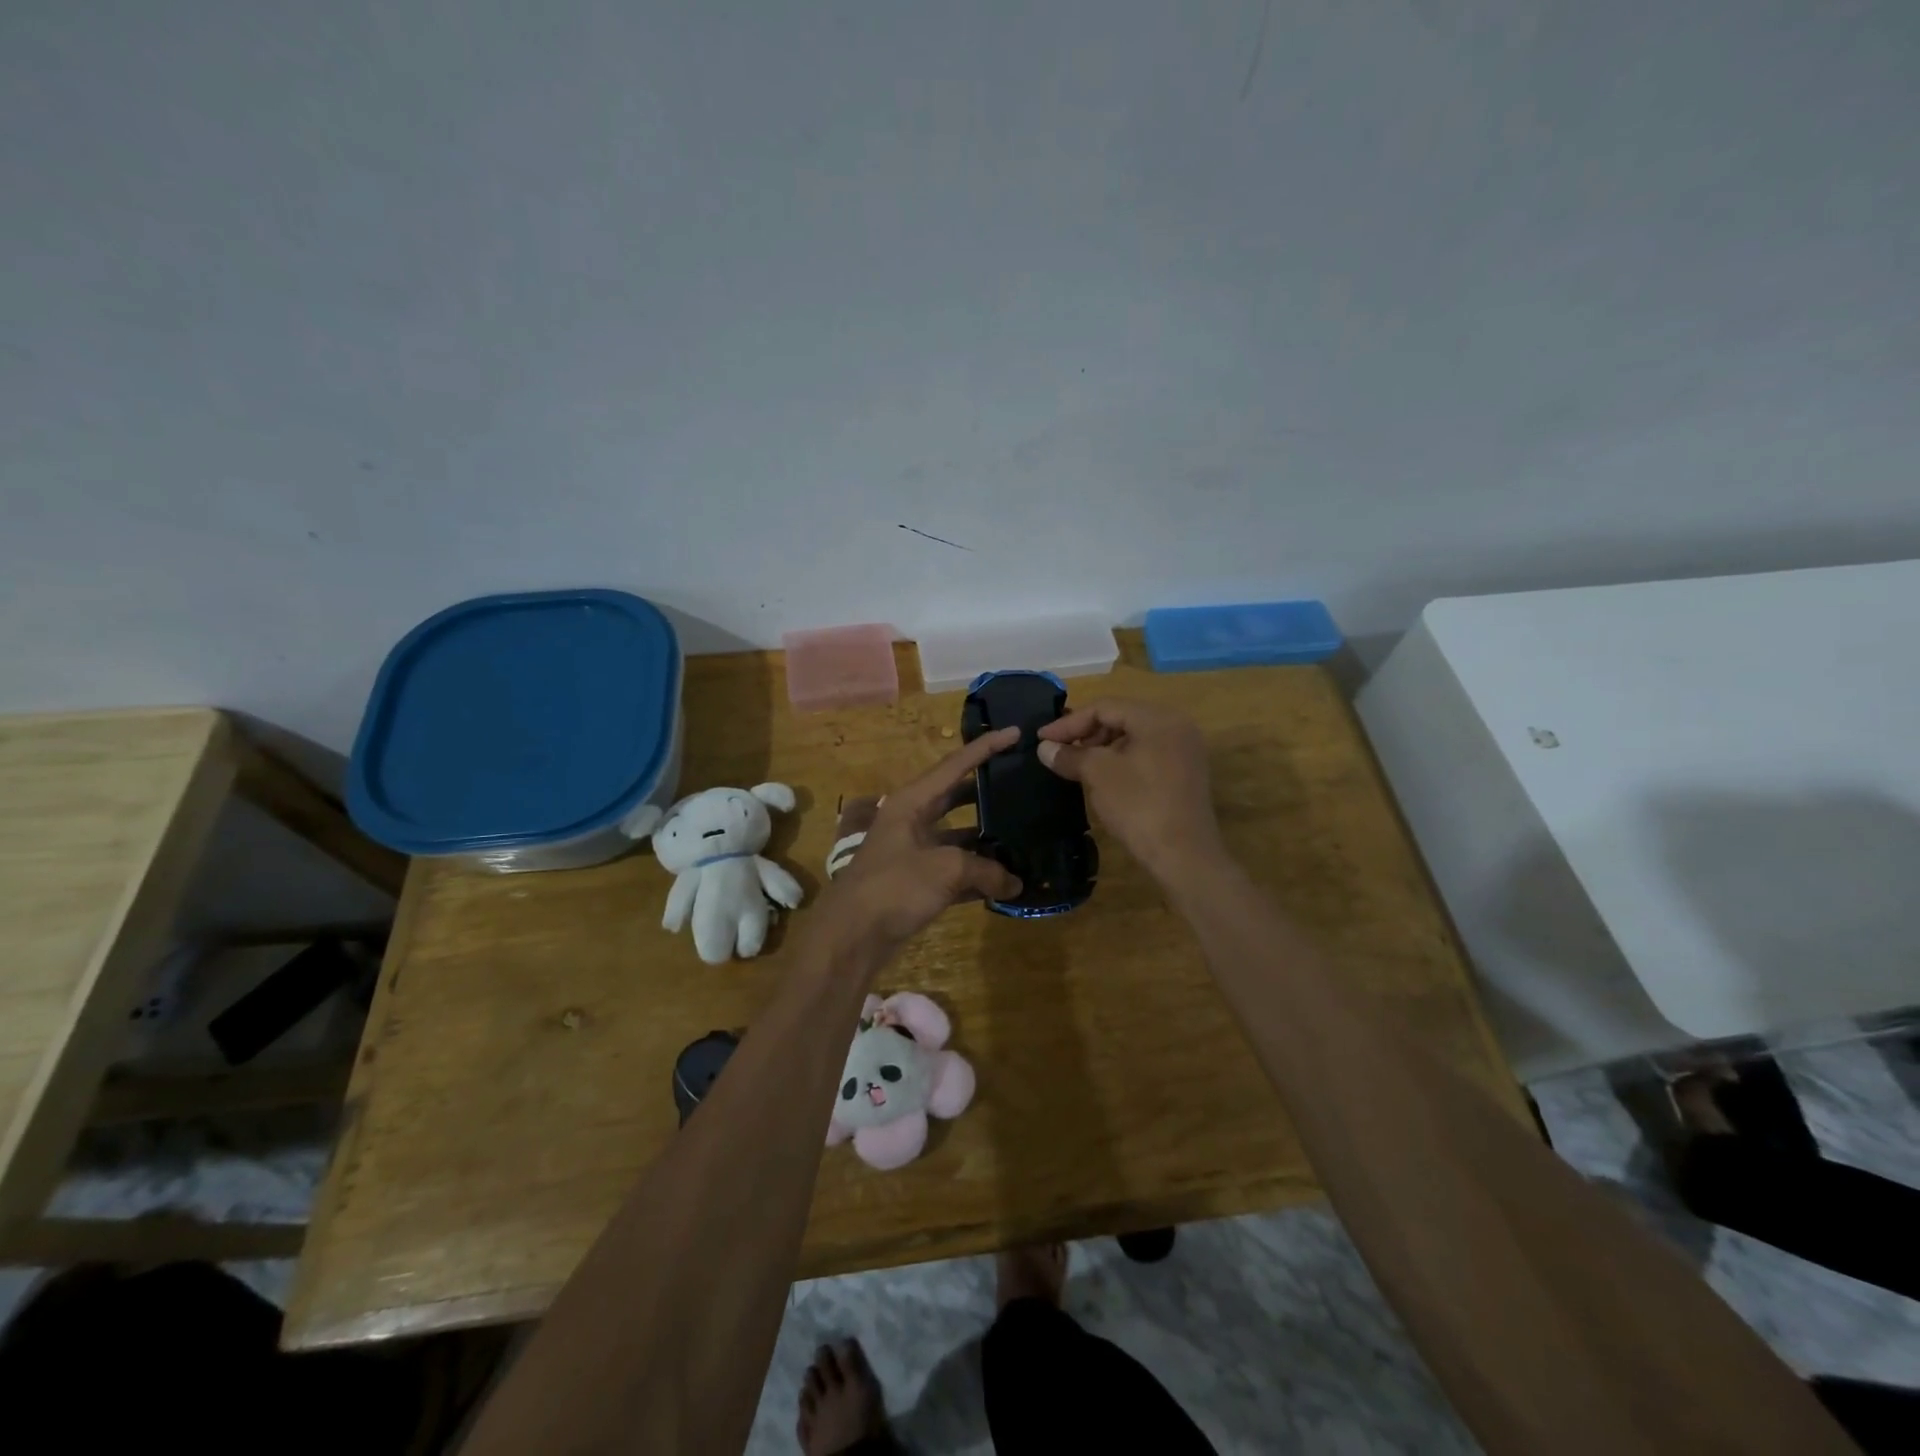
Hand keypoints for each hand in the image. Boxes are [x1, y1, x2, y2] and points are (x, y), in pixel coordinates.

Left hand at [815, 727, 1023, 958]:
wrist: (851, 937)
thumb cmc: (894, 886)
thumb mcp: (945, 868)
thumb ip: (985, 869)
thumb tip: (1014, 882)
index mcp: (910, 802)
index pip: (955, 765)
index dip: (986, 748)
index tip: (1016, 733)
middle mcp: (911, 821)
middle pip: (955, 798)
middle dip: (986, 791)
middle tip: (1020, 783)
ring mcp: (913, 853)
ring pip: (957, 837)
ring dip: (986, 839)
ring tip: (1023, 834)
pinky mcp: (916, 884)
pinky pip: (954, 872)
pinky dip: (978, 876)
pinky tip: (1007, 882)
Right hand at [1036, 698, 1223, 880]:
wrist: (1184, 856)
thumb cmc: (1139, 806)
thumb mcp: (1098, 775)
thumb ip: (1070, 755)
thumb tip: (1045, 748)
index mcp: (1158, 719)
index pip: (1105, 707)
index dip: (1069, 723)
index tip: (1042, 739)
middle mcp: (1176, 726)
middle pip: (1121, 718)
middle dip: (1086, 733)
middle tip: (1059, 751)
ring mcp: (1184, 751)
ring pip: (1133, 737)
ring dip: (1101, 747)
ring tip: (1076, 764)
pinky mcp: (1184, 774)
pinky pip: (1146, 755)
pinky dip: (1120, 760)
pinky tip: (1102, 778)